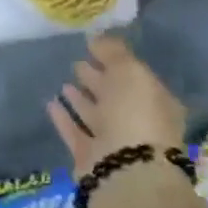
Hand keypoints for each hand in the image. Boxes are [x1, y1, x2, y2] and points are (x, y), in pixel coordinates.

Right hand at [46, 32, 186, 176]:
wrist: (125, 170)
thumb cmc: (135, 115)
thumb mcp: (130, 73)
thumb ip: (114, 53)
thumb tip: (97, 37)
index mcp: (157, 103)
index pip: (136, 78)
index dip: (116, 62)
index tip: (93, 48)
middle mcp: (138, 123)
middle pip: (116, 97)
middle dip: (98, 80)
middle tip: (77, 63)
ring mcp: (114, 142)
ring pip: (95, 115)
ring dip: (80, 99)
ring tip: (64, 81)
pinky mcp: (89, 157)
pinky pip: (74, 131)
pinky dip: (63, 117)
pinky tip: (50, 102)